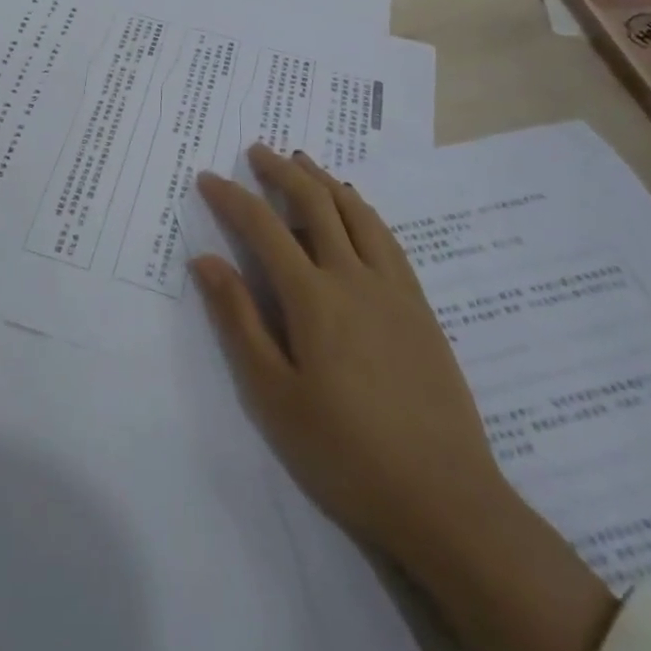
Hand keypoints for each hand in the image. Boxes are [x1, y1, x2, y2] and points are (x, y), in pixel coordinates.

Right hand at [191, 148, 618, 650]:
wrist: (445, 499)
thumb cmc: (345, 452)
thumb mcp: (274, 395)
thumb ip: (239, 321)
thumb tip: (205, 260)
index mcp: (313, 297)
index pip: (264, 227)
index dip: (232, 197)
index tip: (208, 177)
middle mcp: (353, 276)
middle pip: (315, 203)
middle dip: (282, 171)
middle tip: (258, 151)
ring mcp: (393, 287)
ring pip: (356, 211)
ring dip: (324, 180)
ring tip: (302, 162)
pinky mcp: (419, 305)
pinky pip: (387, 237)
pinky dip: (362, 208)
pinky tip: (355, 208)